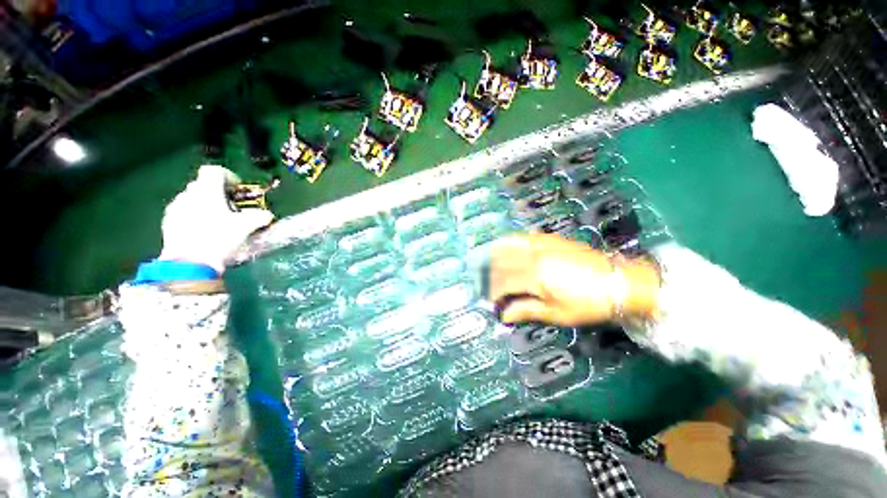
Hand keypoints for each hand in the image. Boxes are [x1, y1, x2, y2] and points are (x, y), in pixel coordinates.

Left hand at [159, 165, 272, 273]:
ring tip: (218, 222)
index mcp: (208, 190)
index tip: (238, 189)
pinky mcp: (168, 222)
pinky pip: (184, 212)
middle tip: (231, 208)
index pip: (214, 171)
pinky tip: (204, 231)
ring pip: (193, 199)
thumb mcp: (246, 227)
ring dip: (206, 205)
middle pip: (204, 185)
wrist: (190, 263)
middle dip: (218, 193)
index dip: (228, 176)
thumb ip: (259, 217)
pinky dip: (195, 216)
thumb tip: (267, 214)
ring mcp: (176, 208)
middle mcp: (189, 194)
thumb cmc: (220, 238)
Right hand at [489, 233, 660, 325]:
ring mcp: (542, 245)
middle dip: (492, 276)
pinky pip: (523, 236)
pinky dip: (509, 242)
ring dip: (496, 256)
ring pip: (508, 246)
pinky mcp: (550, 239)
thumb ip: (526, 311)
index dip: (495, 293)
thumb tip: (504, 315)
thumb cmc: (588, 303)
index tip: (492, 301)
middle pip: (503, 264)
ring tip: (490, 266)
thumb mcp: (557, 313)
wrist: (618, 282)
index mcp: (536, 277)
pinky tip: (504, 246)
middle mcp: (534, 257)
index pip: (504, 283)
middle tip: (490, 287)